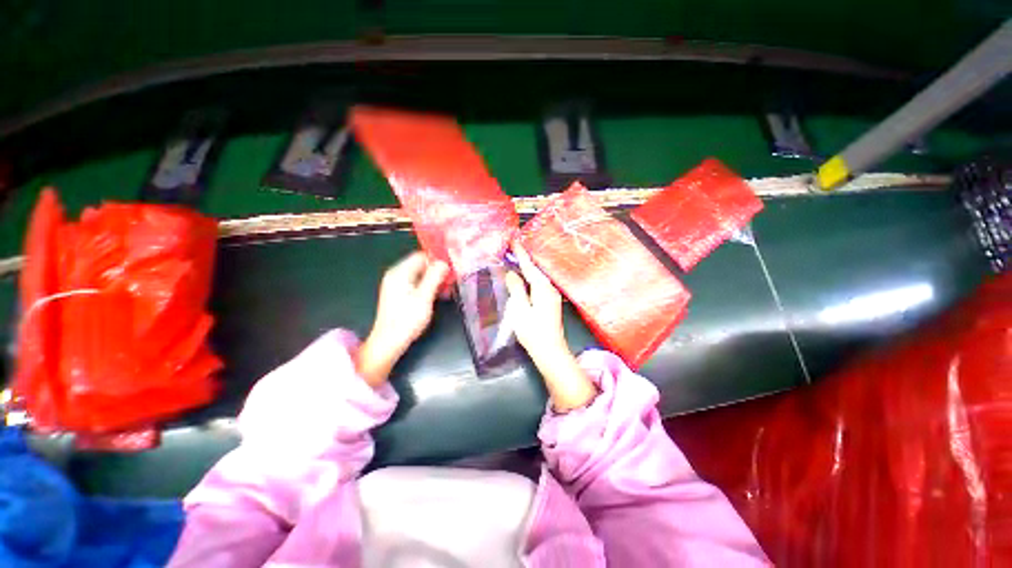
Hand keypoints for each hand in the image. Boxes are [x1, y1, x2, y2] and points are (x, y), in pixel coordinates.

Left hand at [358, 251, 448, 386]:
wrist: (389, 342)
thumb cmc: (407, 319)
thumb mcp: (424, 297)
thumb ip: (434, 277)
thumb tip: (444, 262)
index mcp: (400, 272)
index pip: (421, 256)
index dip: (437, 260)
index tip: (452, 267)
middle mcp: (397, 275)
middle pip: (421, 265)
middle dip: (438, 271)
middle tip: (453, 280)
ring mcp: (398, 285)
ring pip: (421, 276)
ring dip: (435, 281)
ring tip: (448, 290)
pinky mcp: (401, 295)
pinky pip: (418, 284)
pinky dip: (429, 287)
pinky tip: (439, 296)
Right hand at [505, 244, 596, 411]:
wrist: (550, 351)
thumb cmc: (533, 331)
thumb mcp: (520, 309)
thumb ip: (516, 289)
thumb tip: (512, 273)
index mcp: (542, 288)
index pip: (529, 266)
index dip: (521, 253)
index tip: (514, 240)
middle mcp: (550, 289)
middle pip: (535, 270)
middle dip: (524, 259)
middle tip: (512, 249)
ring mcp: (552, 296)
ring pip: (537, 277)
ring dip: (527, 268)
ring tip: (516, 260)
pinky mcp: (551, 303)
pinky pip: (539, 285)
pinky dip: (530, 278)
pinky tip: (524, 279)